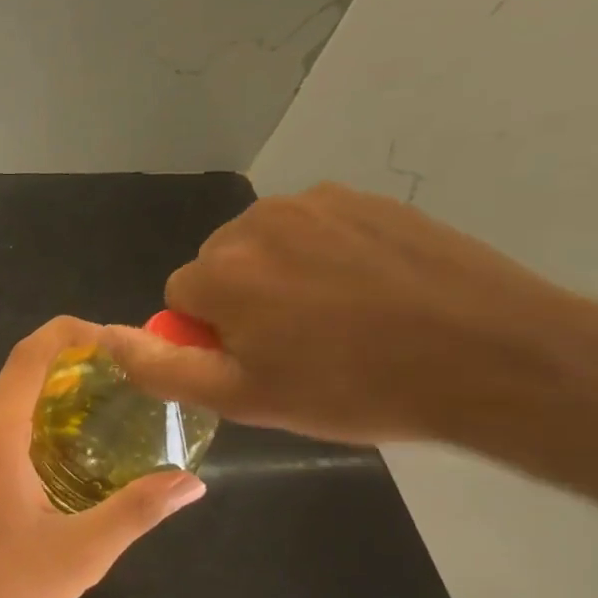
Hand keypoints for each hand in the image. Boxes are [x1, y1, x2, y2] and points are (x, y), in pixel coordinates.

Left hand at [0, 317, 205, 597]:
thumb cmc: (3, 589)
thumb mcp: (82, 553)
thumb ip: (138, 509)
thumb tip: (192, 482)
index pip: (34, 351)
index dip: (78, 335)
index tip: (122, 347)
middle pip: (19, 373)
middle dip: (72, 371)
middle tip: (126, 390)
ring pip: (1, 399)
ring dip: (46, 399)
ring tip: (100, 420)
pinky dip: (22, 421)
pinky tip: (55, 453)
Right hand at [99, 184, 574, 443]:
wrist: (492, 356)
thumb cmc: (354, 388)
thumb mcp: (244, 398)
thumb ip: (162, 368)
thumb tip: (104, 338)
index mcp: (221, 271)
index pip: (179, 299)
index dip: (211, 337)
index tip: (259, 364)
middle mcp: (256, 222)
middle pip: (219, 267)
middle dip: (241, 302)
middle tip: (298, 348)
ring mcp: (316, 203)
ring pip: (265, 246)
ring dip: (280, 278)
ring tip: (339, 321)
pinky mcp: (365, 199)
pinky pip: (314, 229)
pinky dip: (323, 257)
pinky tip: (369, 292)